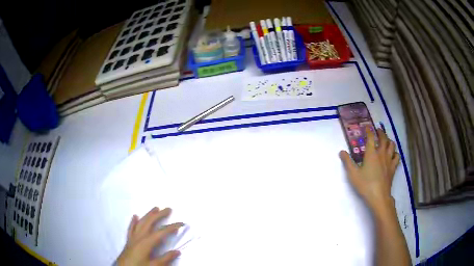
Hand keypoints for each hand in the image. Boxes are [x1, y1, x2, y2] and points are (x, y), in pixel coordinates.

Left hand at [116, 207, 183, 265]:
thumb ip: (165, 258)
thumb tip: (177, 251)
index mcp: (146, 242)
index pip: (161, 232)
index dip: (172, 227)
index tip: (181, 223)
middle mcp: (139, 237)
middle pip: (150, 222)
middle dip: (159, 215)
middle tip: (168, 209)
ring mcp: (133, 238)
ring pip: (141, 223)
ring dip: (148, 215)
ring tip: (155, 208)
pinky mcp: (129, 241)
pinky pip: (131, 228)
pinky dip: (133, 221)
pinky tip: (135, 216)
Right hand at [339, 127, 399, 213]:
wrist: (378, 196)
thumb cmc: (365, 184)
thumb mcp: (353, 174)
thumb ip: (347, 162)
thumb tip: (341, 151)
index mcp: (371, 153)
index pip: (371, 138)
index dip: (369, 131)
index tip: (367, 127)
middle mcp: (381, 153)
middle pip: (383, 138)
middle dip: (381, 132)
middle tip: (378, 130)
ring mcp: (389, 160)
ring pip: (392, 145)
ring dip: (389, 140)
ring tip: (386, 140)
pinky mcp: (393, 167)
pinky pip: (397, 156)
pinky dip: (395, 153)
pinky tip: (393, 154)